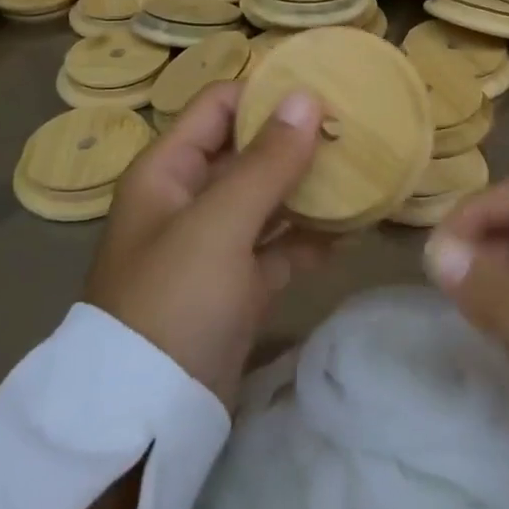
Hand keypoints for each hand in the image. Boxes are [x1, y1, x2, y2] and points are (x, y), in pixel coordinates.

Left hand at [84, 82, 329, 407]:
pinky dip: (307, 239)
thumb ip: (266, 161)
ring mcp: (212, 244)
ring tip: (362, 172)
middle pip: (246, 151)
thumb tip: (307, 97)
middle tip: (354, 129)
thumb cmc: (175, 300)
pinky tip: (349, 233)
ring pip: (266, 199)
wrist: (146, 418)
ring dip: (307, 188)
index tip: (323, 91)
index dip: (266, 93)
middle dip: (295, 140)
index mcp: (168, 170)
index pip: (219, 106)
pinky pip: (276, 247)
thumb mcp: (220, 223)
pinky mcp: (234, 286)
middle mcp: (187, 199)